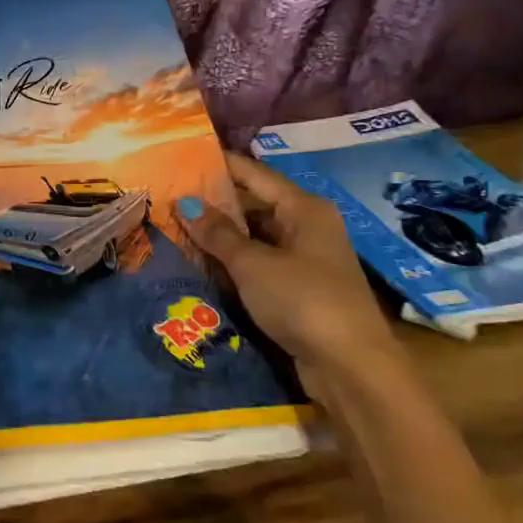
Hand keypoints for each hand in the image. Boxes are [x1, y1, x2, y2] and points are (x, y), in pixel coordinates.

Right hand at [179, 153, 401, 381]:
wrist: (350, 366)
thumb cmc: (303, 300)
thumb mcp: (253, 264)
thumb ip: (218, 234)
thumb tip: (186, 204)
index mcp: (305, 209)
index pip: (255, 175)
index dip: (222, 165)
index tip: (186, 156)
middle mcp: (308, 227)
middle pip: (256, 205)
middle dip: (216, 204)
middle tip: (172, 197)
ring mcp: (306, 260)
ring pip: (256, 238)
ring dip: (222, 237)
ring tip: (178, 228)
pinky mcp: (300, 290)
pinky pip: (260, 264)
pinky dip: (235, 263)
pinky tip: (204, 264)